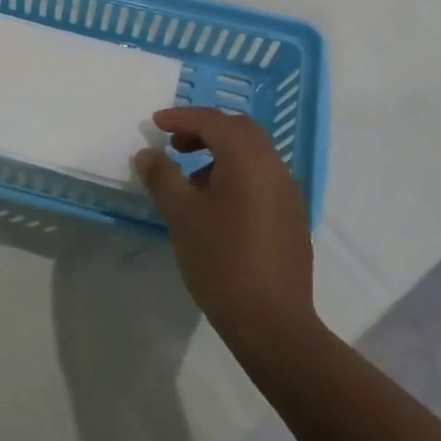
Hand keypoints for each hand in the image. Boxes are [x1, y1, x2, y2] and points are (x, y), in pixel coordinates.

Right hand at [135, 106, 316, 352]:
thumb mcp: (181, 214)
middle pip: (239, 130)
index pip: (213, 121)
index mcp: (248, 159)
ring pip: (253, 153)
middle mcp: (274, 167)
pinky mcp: (292, 217)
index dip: (181, 118)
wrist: (272, 322)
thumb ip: (163, 176)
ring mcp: (288, 193)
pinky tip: (216, 205)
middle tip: (175, 145)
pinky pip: (262, 177)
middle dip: (204, 129)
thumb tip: (148, 153)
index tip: (155, 124)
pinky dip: (236, 173)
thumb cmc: (221, 260)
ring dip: (221, 152)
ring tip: (190, 179)